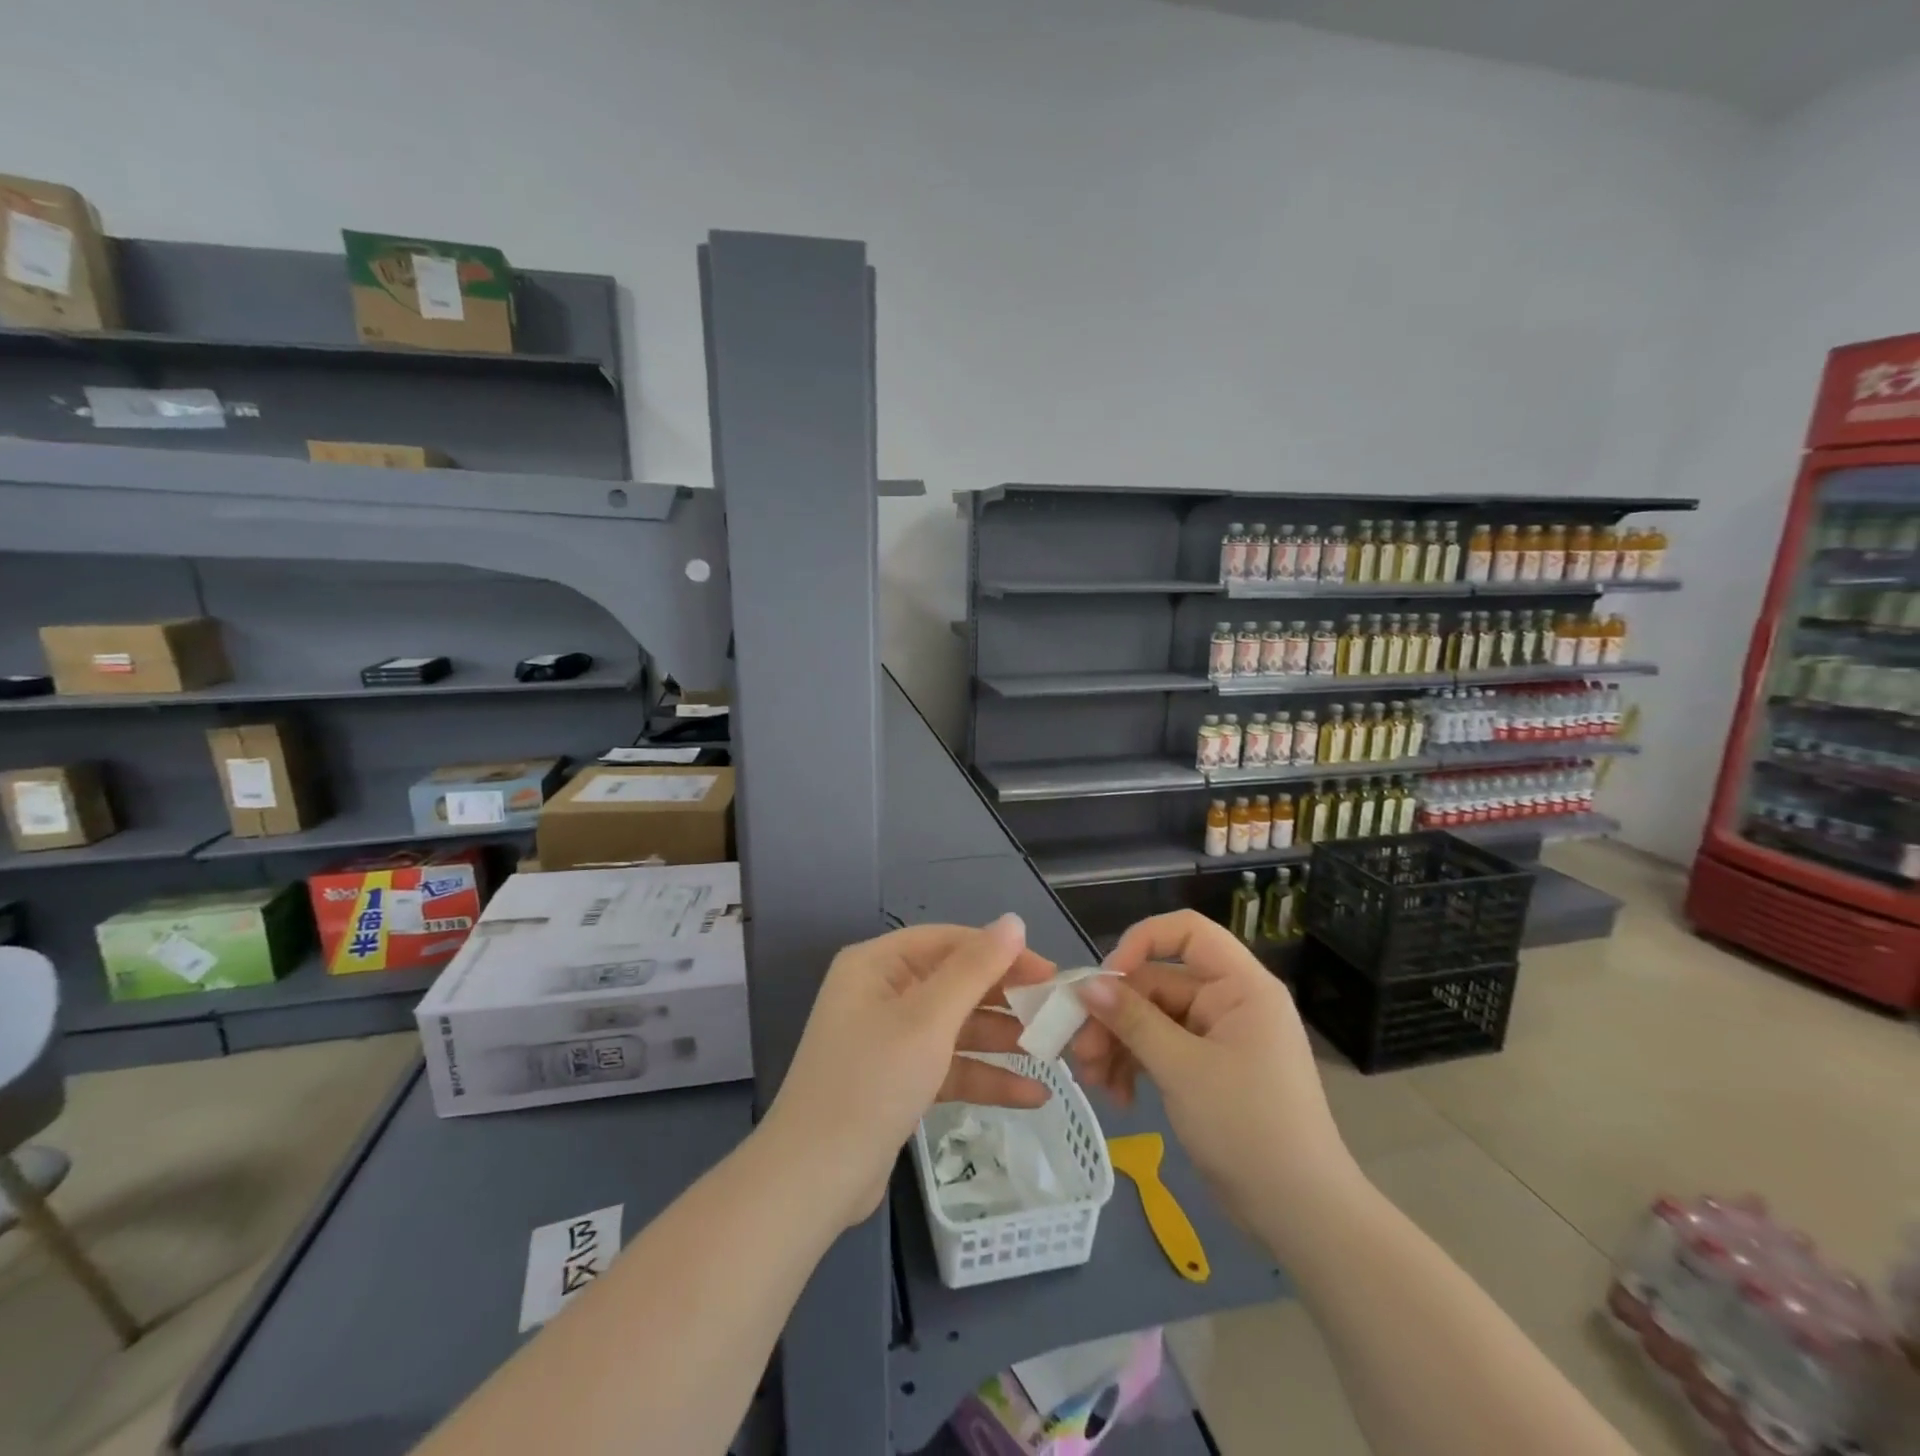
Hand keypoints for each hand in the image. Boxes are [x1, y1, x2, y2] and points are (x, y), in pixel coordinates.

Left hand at [760, 914, 1055, 1227]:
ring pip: (957, 1028)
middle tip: (1057, 1016)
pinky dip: (985, 1077)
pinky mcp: (899, 1081)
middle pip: (955, 984)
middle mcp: (881, 993)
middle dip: (1005, 1001)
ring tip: (1053, 1055)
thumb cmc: (871, 1082)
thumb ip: (975, 969)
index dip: (1000, 952)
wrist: (814, 1180)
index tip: (1049, 972)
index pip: (949, 942)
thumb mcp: (928, 1020)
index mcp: (877, 965)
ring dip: (1001, 1041)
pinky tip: (1032, 1096)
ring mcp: (890, 1040)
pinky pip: (949, 1066)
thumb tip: (1013, 921)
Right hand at [1071, 911, 1355, 1228]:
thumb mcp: (1182, 1069)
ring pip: (1152, 1019)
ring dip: (1118, 1043)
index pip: (1187, 932)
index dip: (1142, 942)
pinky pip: (1160, 1049)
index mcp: (1240, 986)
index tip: (1104, 979)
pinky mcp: (1206, 1070)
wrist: (1301, 1216)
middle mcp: (1229, 1001)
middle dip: (1114, 1014)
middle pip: (1157, 983)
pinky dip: (1135, 1066)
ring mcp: (1217, 1038)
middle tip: (1078, 1048)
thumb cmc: (1249, 1127)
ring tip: (1092, 1079)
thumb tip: (1086, 984)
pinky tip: (1119, 1097)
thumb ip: (1132, 1021)